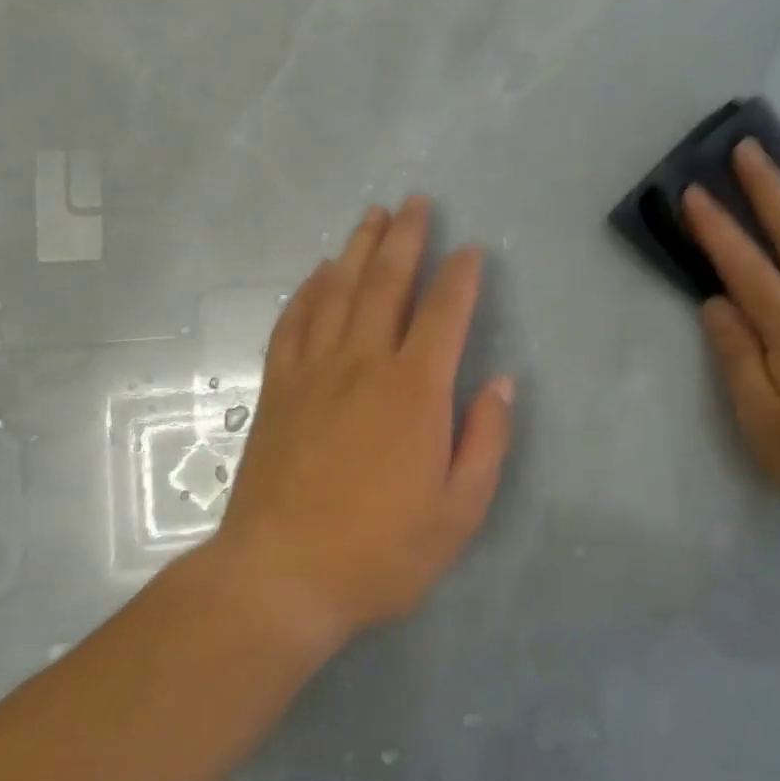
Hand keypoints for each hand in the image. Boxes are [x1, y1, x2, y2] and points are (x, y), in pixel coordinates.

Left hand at [212, 196, 513, 643]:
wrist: (281, 578)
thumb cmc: (381, 551)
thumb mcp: (459, 511)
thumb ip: (487, 441)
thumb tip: (502, 384)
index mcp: (415, 391)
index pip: (444, 313)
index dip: (460, 276)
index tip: (469, 250)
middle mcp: (364, 364)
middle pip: (386, 283)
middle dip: (405, 238)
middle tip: (415, 202)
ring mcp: (314, 372)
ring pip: (338, 291)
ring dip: (358, 249)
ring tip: (373, 217)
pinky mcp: (277, 389)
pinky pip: (293, 322)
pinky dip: (308, 290)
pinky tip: (317, 274)